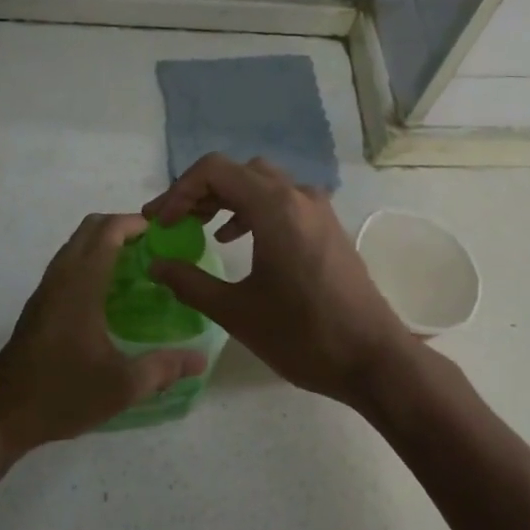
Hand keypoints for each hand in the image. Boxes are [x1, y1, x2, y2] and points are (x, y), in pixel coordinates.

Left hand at [0, 213, 206, 455]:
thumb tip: (200, 359)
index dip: (136, 223)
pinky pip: (67, 265)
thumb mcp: (122, 387)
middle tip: (154, 248)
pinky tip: (109, 294)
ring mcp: (45, 291)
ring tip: (137, 267)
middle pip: (89, 229)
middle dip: (122, 227)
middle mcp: (61, 278)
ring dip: (104, 243)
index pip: (108, 231)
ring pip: (75, 245)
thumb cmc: (63, 394)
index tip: (164, 233)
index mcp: (81, 285)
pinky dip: (90, 260)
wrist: (2, 415)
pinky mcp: (38, 306)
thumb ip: (163, 368)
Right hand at [142, 154, 413, 413]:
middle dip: (200, 192)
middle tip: (173, 222)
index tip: (160, 223)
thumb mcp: (236, 312)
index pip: (214, 170)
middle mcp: (298, 196)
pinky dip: (252, 209)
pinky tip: (237, 240)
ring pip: (262, 183)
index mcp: (275, 207)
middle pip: (237, 171)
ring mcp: (318, 209)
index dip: (179, 191)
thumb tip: (156, 265)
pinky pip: (282, 200)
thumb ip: (189, 283)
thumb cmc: (303, 335)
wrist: (373, 359)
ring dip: (226, 198)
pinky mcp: (327, 227)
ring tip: (198, 227)